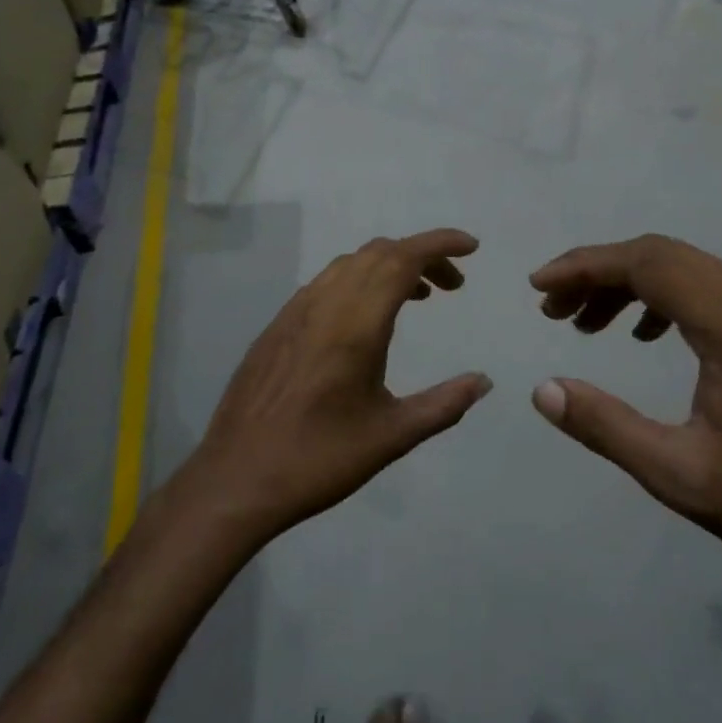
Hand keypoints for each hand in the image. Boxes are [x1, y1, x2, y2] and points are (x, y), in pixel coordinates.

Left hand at [184, 230, 491, 542]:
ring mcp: (295, 312)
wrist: (237, 478)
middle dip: (422, 256)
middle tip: (452, 286)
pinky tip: (366, 318)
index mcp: (356, 324)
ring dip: (389, 266)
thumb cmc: (319, 459)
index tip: (471, 247)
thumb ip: (444, 404)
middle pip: (379, 253)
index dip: (440, 244)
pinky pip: (326, 283)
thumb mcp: (392, 436)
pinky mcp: (276, 326)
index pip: (404, 259)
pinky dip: (359, 280)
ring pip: (349, 264)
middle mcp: (324, 304)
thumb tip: (483, 381)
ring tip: (417, 297)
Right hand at [528, 235, 721, 570]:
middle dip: (596, 270)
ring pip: (679, 266)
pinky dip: (655, 295)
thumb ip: (606, 427)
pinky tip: (639, 333)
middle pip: (659, 254)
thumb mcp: (677, 474)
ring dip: (623, 282)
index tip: (538, 287)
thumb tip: (543, 389)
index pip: (647, 265)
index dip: (584, 267)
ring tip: (582, 323)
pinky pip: (699, 285)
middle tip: (551, 308)